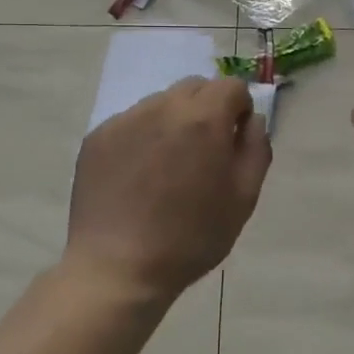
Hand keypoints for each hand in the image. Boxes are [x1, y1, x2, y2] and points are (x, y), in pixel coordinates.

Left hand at [67, 77, 270, 305]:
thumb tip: (252, 120)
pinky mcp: (98, 136)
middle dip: (206, 109)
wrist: (118, 267)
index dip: (238, 110)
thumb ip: (255, 149)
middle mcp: (163, 107)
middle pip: (194, 87)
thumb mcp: (243, 199)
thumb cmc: (191, 238)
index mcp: (203, 118)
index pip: (231, 86)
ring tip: (165, 167)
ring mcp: (125, 119)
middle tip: (202, 153)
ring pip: (160, 103)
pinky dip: (141, 137)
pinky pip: (130, 122)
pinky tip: (137, 176)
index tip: (232, 142)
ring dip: (172, 121)